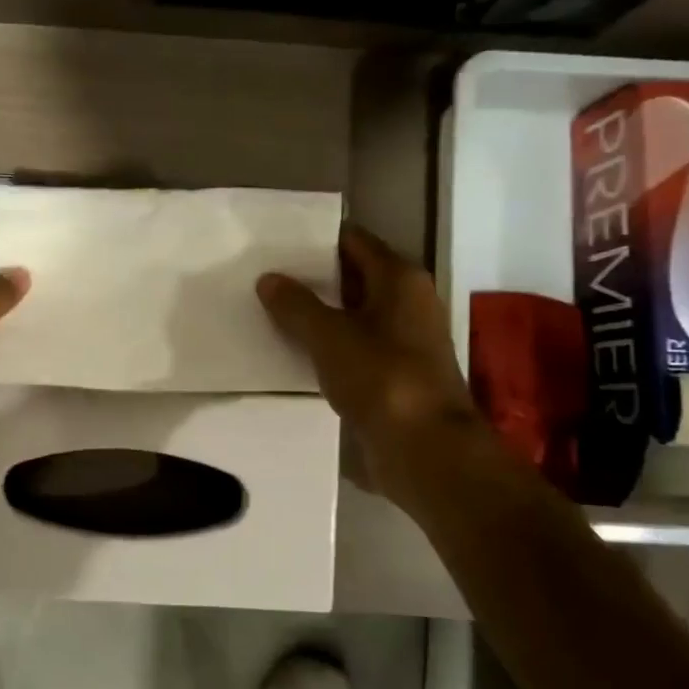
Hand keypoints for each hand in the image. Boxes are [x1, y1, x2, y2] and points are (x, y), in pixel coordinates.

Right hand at [257, 222, 481, 495]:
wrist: (424, 450)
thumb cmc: (382, 378)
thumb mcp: (329, 336)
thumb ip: (296, 305)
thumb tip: (268, 279)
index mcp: (400, 280)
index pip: (354, 241)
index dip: (317, 239)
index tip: (276, 242)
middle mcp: (407, 303)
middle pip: (352, 277)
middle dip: (312, 278)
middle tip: (263, 275)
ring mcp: (402, 341)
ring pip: (351, 315)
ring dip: (317, 315)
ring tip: (269, 311)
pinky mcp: (393, 374)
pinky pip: (353, 347)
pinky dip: (326, 346)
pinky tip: (292, 351)